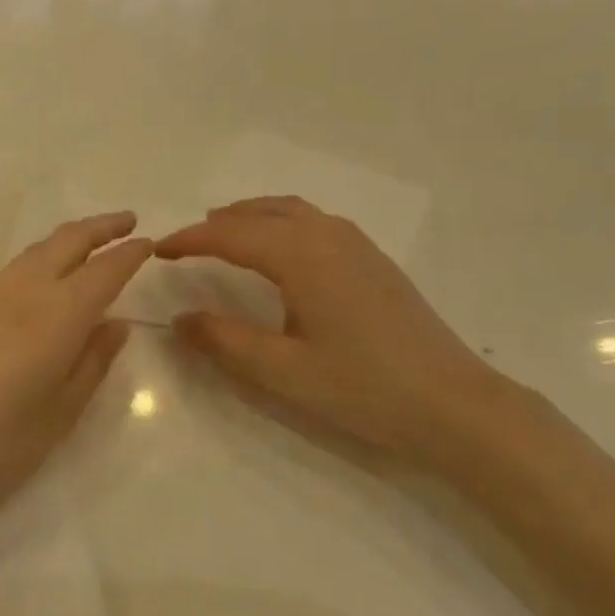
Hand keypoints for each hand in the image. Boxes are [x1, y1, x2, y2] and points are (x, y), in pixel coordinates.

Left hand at [0, 212, 151, 531]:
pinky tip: (45, 273)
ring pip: (38, 249)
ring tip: (91, 241)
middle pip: (67, 242)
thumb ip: (90, 366)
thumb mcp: (57, 416)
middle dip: (100, 227)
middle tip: (128, 221)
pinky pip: (17, 266)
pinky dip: (44, 255)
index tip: (150, 242)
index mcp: (58, 316)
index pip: (104, 271)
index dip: (129, 254)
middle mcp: (25, 293)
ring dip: (70, 237)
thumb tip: (117, 326)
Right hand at [157, 197, 515, 465]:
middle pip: (260, 211)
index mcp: (300, 255)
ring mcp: (356, 244)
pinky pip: (314, 221)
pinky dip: (281, 222)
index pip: (230, 235)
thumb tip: (180, 318)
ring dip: (251, 216)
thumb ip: (225, 341)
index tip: (157, 251)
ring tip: (224, 235)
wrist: (457, 405)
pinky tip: (280, 251)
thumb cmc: (364, 388)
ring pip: (291, 210)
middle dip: (218, 223)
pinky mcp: (374, 260)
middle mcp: (327, 235)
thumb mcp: (283, 372)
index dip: (189, 241)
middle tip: (186, 244)